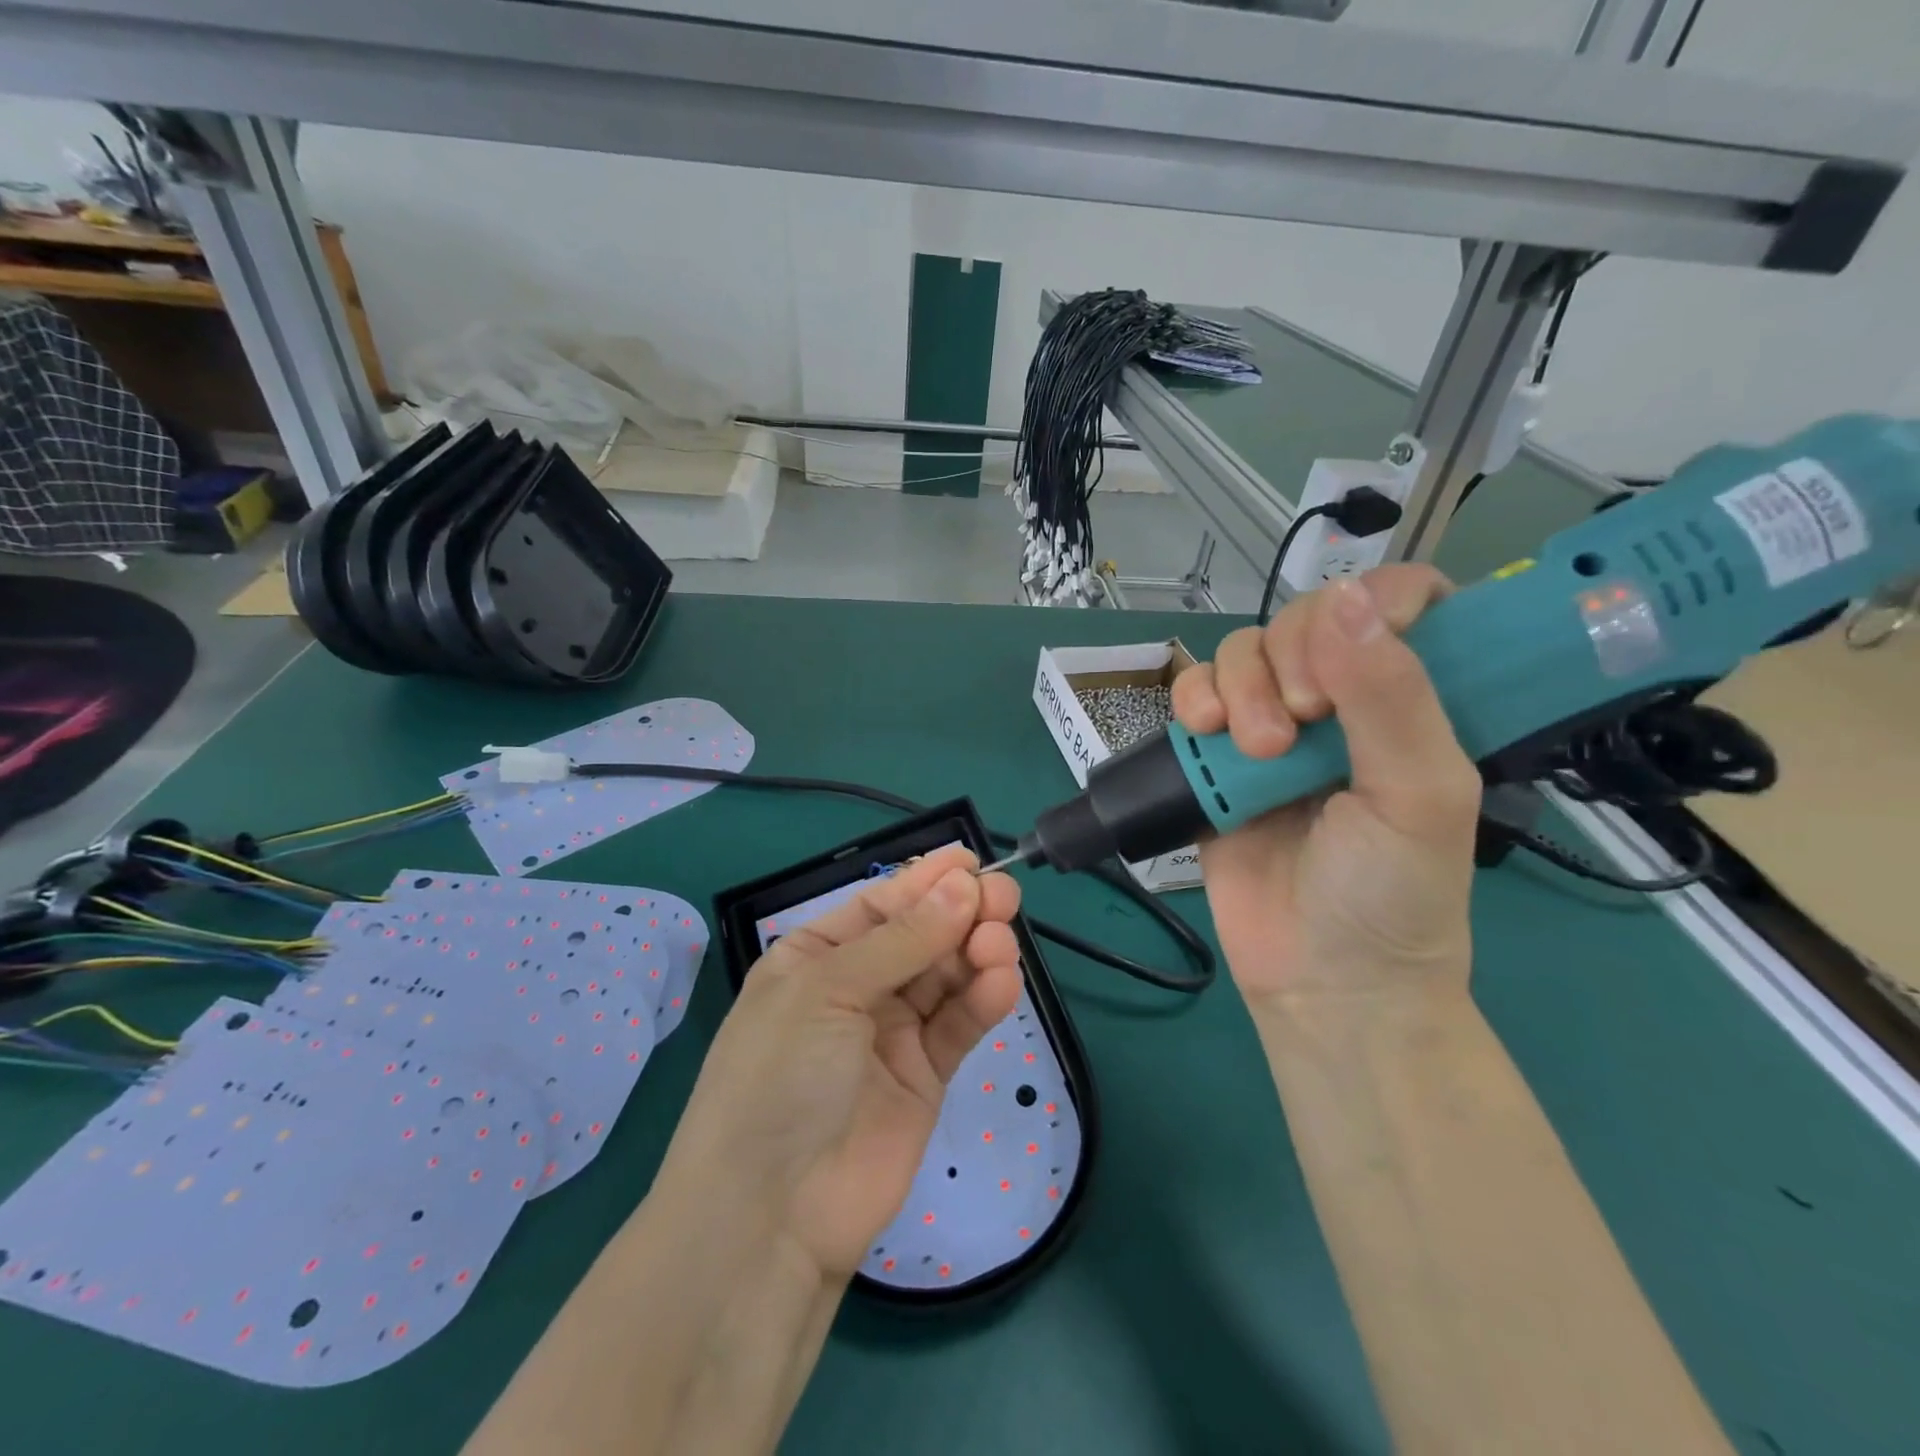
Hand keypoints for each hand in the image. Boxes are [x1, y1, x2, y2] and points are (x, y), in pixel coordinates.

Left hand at [658, 846, 1022, 1280]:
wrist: (770, 1217)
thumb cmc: (780, 1077)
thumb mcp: (829, 992)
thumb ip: (903, 940)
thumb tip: (963, 885)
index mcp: (815, 958)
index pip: (880, 905)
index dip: (925, 881)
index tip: (971, 860)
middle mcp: (855, 989)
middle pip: (920, 936)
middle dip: (960, 913)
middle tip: (1003, 896)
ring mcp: (891, 1033)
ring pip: (945, 976)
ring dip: (976, 953)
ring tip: (1000, 942)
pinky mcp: (925, 1076)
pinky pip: (958, 1024)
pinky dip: (982, 1001)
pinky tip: (1002, 982)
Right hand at [1171, 566, 1480, 1009]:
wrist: (1318, 978)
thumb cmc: (1391, 892)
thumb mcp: (1417, 795)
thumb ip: (1390, 695)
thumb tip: (1345, 594)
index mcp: (1412, 700)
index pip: (1400, 600)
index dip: (1372, 602)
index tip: (1351, 651)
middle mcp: (1340, 702)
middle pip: (1301, 618)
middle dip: (1290, 658)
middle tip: (1299, 724)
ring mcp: (1272, 727)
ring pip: (1241, 652)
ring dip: (1239, 686)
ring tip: (1255, 750)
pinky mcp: (1216, 757)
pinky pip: (1193, 694)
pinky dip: (1192, 699)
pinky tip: (1203, 732)